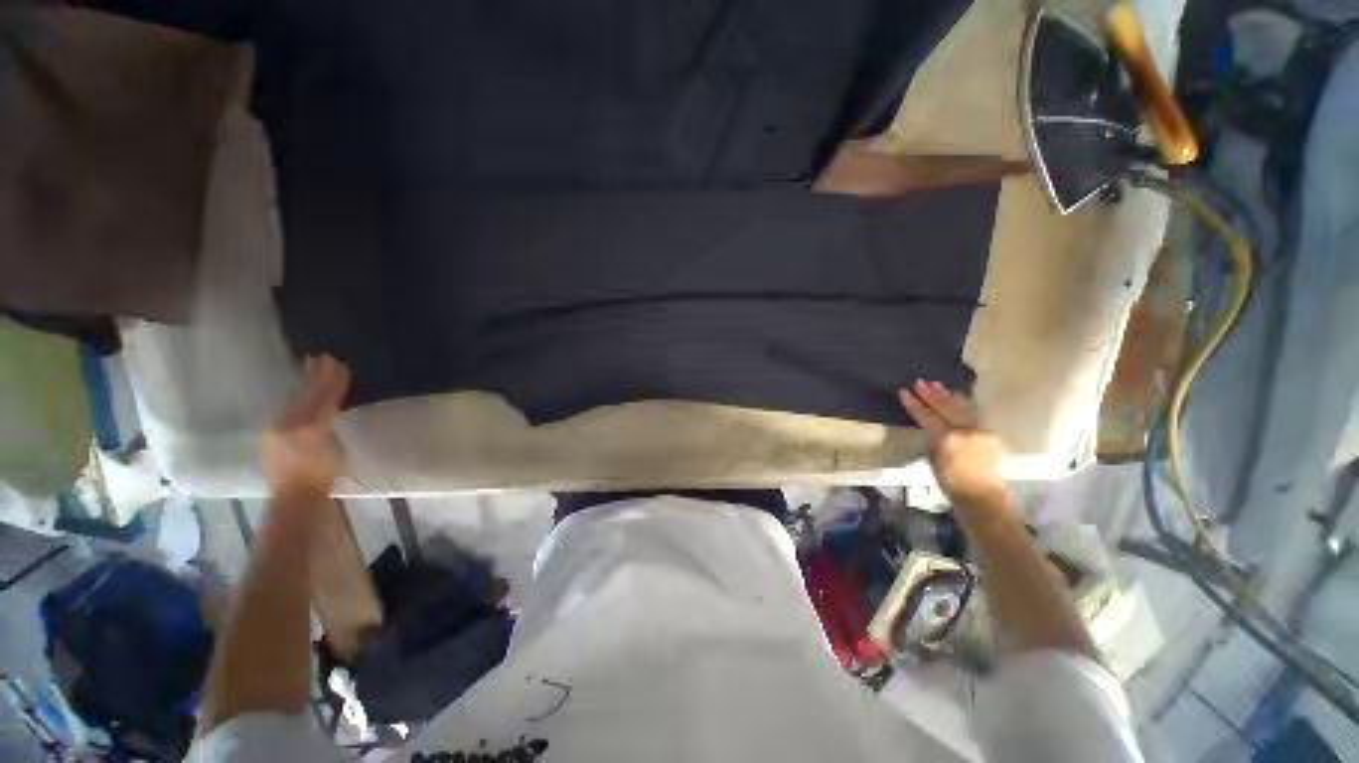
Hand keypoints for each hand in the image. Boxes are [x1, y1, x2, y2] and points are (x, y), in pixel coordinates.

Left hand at [262, 354, 349, 500]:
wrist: (295, 498)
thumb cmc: (322, 475)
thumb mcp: (333, 449)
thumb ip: (328, 424)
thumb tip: (330, 405)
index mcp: (310, 427)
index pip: (325, 398)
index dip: (333, 382)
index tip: (341, 365)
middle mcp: (290, 423)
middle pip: (306, 395)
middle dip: (316, 376)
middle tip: (324, 357)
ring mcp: (277, 428)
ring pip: (295, 399)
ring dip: (306, 382)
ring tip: (312, 365)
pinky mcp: (271, 434)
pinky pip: (286, 409)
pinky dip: (296, 397)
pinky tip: (298, 391)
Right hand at [899, 380, 1006, 506]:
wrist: (982, 495)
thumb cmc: (951, 482)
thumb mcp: (934, 459)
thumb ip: (934, 439)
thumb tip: (932, 427)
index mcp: (948, 439)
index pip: (927, 416)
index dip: (914, 404)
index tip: (904, 392)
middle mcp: (966, 431)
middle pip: (945, 408)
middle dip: (931, 395)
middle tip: (919, 382)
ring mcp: (980, 431)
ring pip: (961, 407)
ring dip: (947, 395)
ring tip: (936, 384)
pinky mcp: (988, 433)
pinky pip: (972, 413)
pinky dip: (962, 403)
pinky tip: (955, 396)